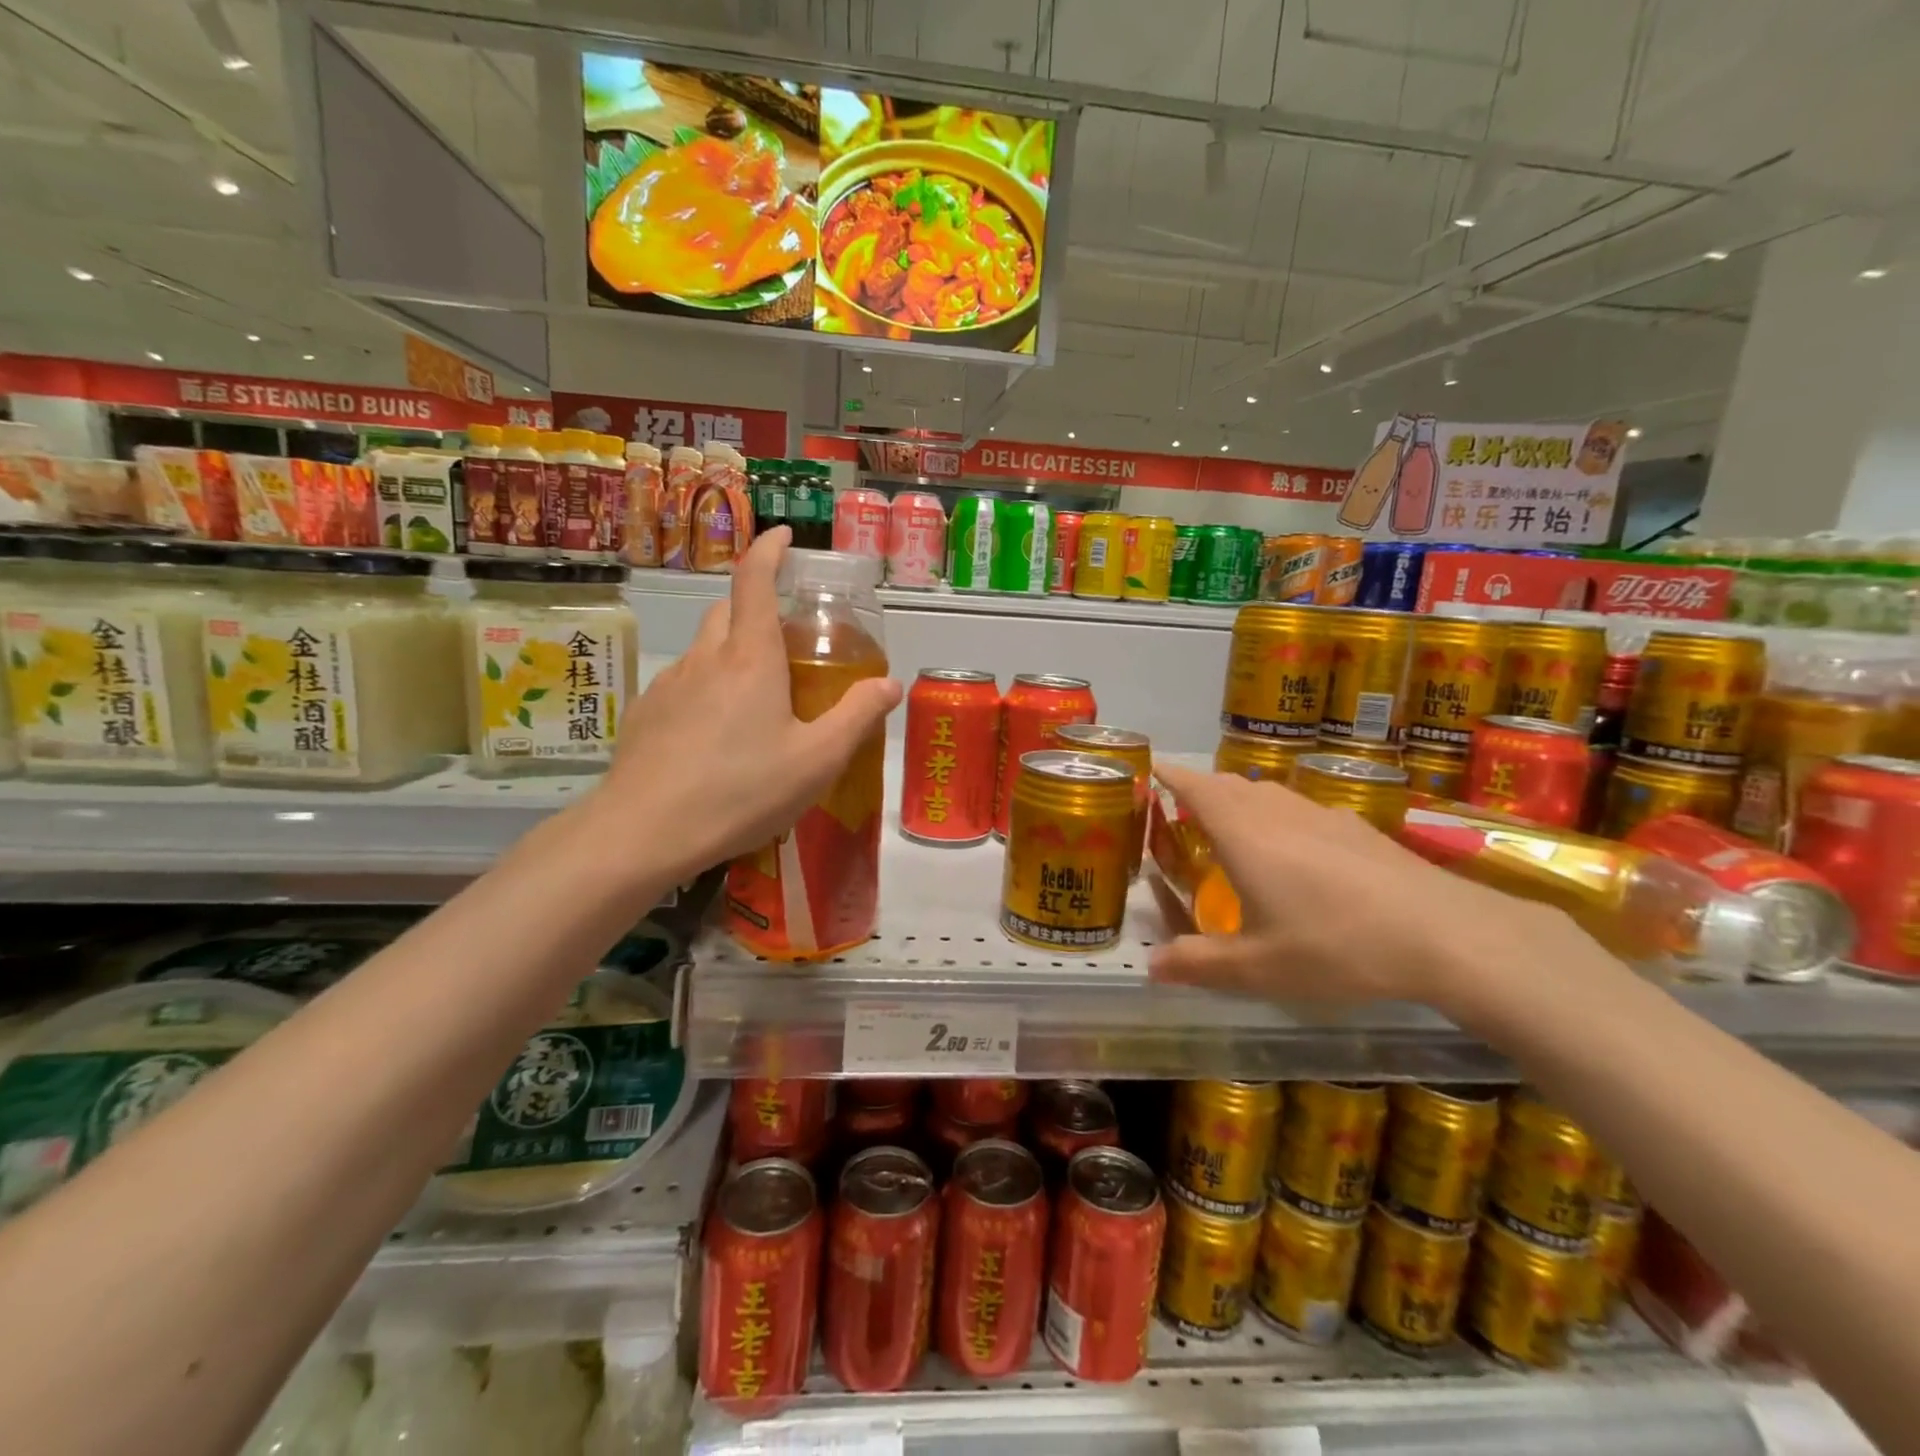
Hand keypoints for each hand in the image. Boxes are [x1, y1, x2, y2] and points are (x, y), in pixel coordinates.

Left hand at [589, 527, 901, 883]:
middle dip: (755, 608)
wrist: (643, 832)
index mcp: (750, 658)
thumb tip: (890, 684)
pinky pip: (682, 685)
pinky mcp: (645, 714)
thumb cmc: (740, 791)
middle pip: (727, 610)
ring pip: (704, 649)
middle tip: (786, 642)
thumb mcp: (817, 760)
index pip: (754, 580)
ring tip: (756, 701)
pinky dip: (706, 690)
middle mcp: (705, 659)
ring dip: (731, 654)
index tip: (783, 535)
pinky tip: (716, 738)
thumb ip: (857, 717)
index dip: (769, 550)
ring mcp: (668, 685)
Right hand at [1148, 762, 1573, 1016]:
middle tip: (1179, 811)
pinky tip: (1296, 853)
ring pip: (1267, 793)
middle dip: (1199, 790)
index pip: (1194, 787)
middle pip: (1228, 785)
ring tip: (1232, 829)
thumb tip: (1151, 966)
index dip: (1168, 775)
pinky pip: (1301, 809)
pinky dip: (1279, 816)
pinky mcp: (1358, 828)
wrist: (1447, 934)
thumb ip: (1199, 964)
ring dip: (1240, 801)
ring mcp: (1322, 815)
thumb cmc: (1337, 946)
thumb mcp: (1259, 968)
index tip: (1147, 770)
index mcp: (1243, 834)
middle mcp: (1277, 812)